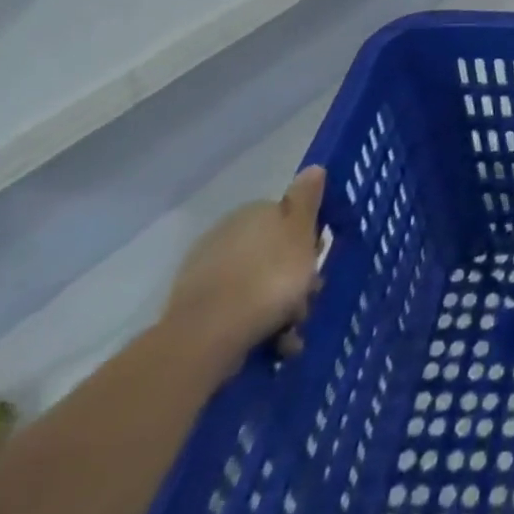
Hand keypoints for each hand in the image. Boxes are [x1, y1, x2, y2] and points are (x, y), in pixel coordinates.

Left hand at [165, 167, 326, 376]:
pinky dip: (256, 324)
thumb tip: (313, 167)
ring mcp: (207, 271)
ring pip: (258, 284)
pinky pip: (237, 310)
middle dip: (294, 278)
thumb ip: (307, 199)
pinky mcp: (195, 308)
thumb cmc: (269, 276)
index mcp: (254, 212)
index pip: (288, 217)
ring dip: (279, 308)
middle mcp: (227, 234)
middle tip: (307, 302)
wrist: (208, 334)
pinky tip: (271, 346)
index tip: (318, 262)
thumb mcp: (301, 231)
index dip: (308, 240)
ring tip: (291, 337)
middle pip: (274, 253)